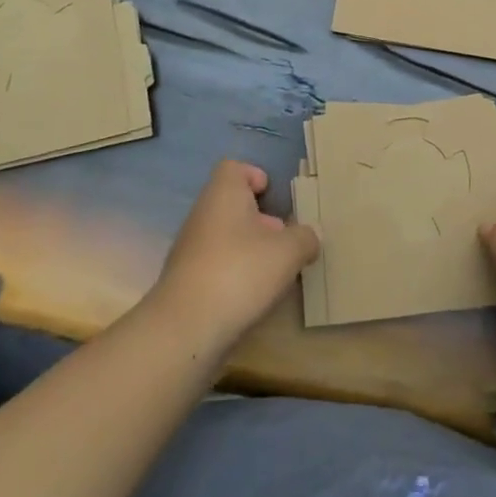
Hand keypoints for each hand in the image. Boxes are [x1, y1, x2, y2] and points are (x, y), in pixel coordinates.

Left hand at [147, 160, 318, 360]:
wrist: (185, 329)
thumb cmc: (240, 272)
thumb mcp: (288, 251)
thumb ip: (305, 237)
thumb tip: (310, 235)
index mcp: (224, 193)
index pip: (234, 168)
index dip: (255, 176)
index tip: (273, 196)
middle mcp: (203, 213)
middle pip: (232, 204)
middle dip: (259, 219)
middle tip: (284, 238)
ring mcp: (190, 248)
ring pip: (225, 236)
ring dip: (249, 249)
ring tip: (274, 272)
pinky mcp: (186, 281)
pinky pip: (216, 265)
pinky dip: (234, 274)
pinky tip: (252, 296)